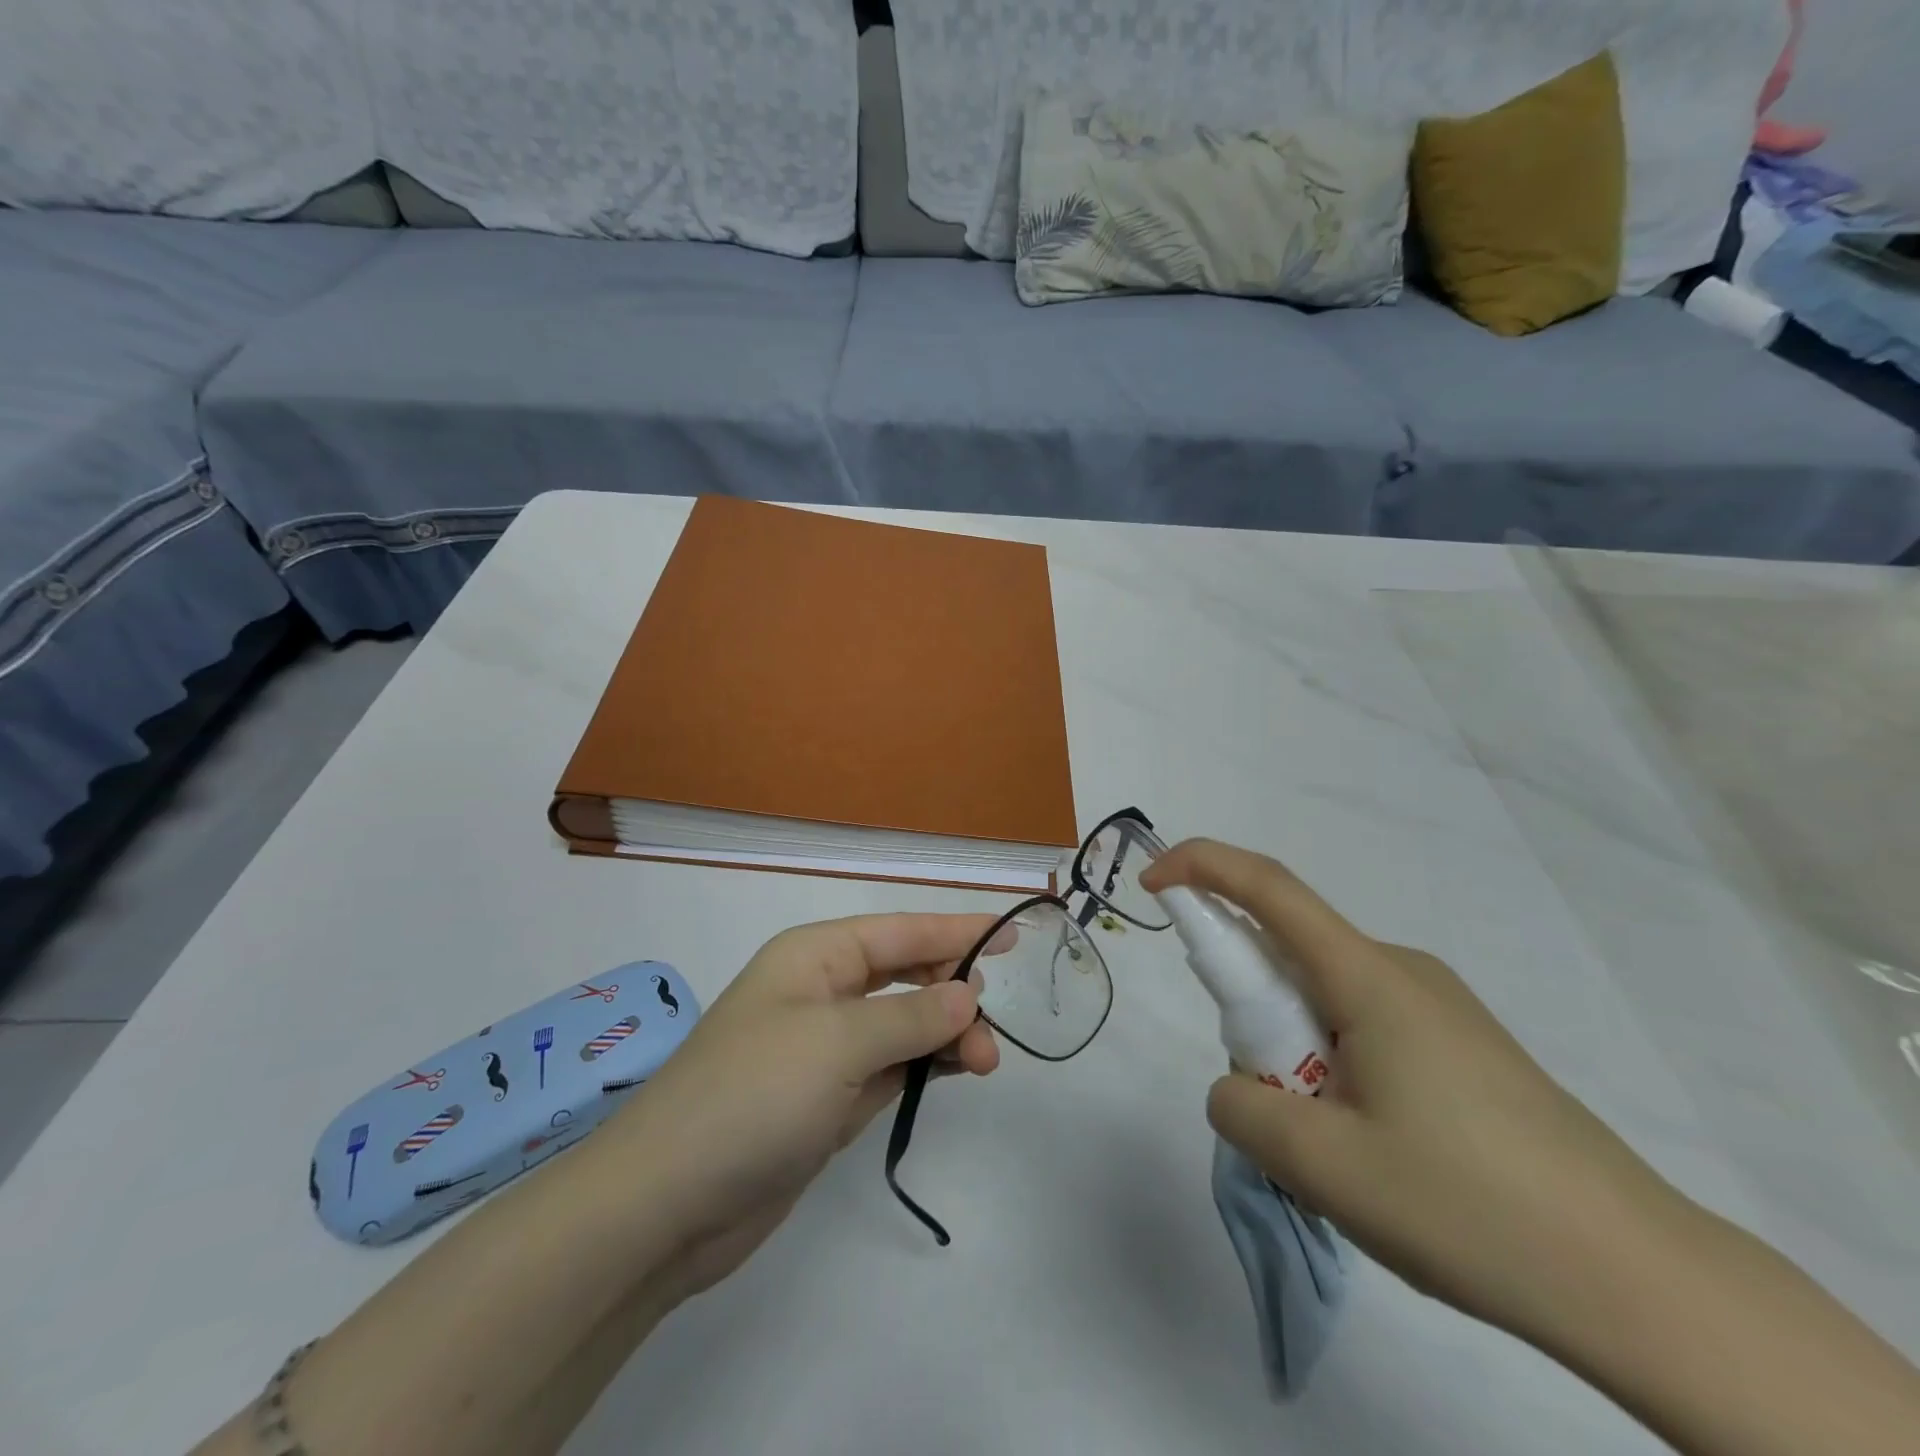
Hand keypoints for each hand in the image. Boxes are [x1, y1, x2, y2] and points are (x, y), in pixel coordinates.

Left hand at [605, 914, 1002, 1303]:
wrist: (666, 1204)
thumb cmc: (753, 1095)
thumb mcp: (837, 1043)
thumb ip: (910, 1016)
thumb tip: (966, 994)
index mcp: (815, 957)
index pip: (900, 931)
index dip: (957, 930)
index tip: (1010, 936)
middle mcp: (821, 993)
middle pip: (904, 974)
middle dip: (953, 992)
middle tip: (991, 1028)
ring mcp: (824, 1049)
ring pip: (903, 1024)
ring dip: (945, 1036)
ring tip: (985, 1063)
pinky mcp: (827, 1099)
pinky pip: (890, 1066)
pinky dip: (924, 1066)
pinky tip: (954, 1072)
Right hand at [1140, 839, 1690, 1345]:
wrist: (1645, 1282)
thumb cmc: (1472, 1207)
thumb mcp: (1323, 1167)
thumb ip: (1241, 1109)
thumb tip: (1236, 1087)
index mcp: (1369, 977)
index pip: (1269, 888)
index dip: (1201, 867)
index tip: (1152, 883)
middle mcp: (1402, 972)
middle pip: (1291, 952)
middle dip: (1250, 1007)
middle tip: (1269, 1101)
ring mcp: (1438, 1008)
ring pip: (1325, 997)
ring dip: (1292, 1047)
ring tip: (1331, 1145)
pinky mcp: (1462, 1047)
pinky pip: (1362, 1026)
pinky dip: (1330, 1063)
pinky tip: (1372, 1147)